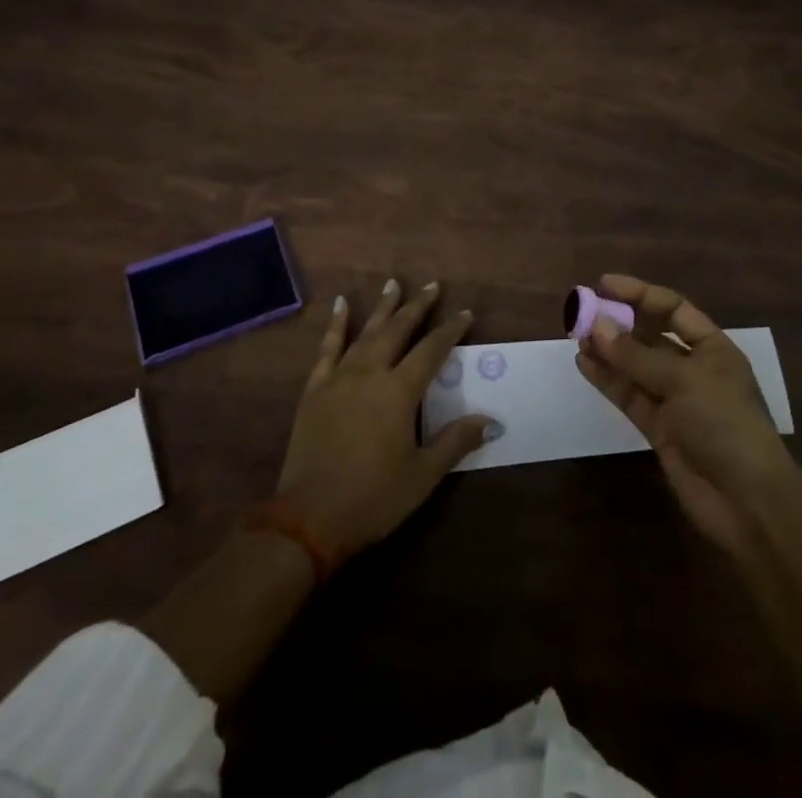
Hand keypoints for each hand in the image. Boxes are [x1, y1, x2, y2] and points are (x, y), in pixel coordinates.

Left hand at [276, 278, 492, 561]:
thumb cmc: (373, 497)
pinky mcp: (315, 388)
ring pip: (366, 332)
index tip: (466, 314)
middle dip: (417, 307)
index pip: (432, 351)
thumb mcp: (423, 475)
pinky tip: (341, 305)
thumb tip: (491, 420)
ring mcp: (339, 377)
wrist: (310, 518)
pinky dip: (336, 324)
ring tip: (394, 283)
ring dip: (382, 307)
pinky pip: (327, 347)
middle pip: (398, 330)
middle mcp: (370, 373)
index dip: (450, 331)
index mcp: (399, 392)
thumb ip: (455, 441)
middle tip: (432, 285)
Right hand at [576, 273, 801, 562]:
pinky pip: (629, 395)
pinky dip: (607, 380)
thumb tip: (596, 325)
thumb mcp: (684, 381)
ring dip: (608, 351)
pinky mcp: (659, 428)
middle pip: (650, 336)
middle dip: (619, 323)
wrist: (747, 502)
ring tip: (576, 336)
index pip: (673, 309)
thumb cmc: (725, 424)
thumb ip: (637, 355)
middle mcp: (693, 369)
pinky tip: (584, 364)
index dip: (640, 294)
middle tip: (582, 313)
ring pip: (635, 366)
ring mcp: (675, 400)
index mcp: (712, 348)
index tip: (604, 285)